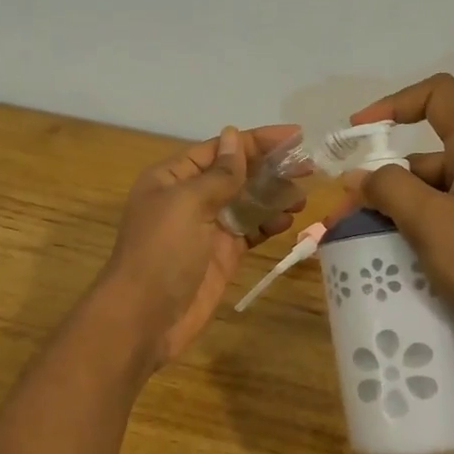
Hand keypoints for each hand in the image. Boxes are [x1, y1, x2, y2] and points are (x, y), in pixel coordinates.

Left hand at [98, 124, 303, 366]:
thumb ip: (218, 174)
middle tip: (309, 167)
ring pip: (246, 203)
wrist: (144, 317)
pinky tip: (289, 220)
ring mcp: (206, 229)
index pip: (220, 149)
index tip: (295, 136)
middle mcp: (190, 198)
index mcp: (173, 177)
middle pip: (235, 174)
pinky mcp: (221, 256)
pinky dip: (268, 224)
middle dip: (270, 168)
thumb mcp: (187, 204)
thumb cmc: (161, 252)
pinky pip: (249, 231)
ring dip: (273, 196)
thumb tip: (234, 136)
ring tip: (302, 196)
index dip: (256, 141)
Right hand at [340, 75, 453, 347]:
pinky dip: (413, 229)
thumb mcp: (430, 221)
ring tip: (359, 244)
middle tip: (343, 218)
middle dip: (378, 182)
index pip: (438, 96)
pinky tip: (392, 256)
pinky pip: (441, 218)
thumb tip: (357, 177)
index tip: (360, 132)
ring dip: (392, 211)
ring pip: (428, 192)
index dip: (394, 103)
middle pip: (422, 157)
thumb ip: (389, 189)